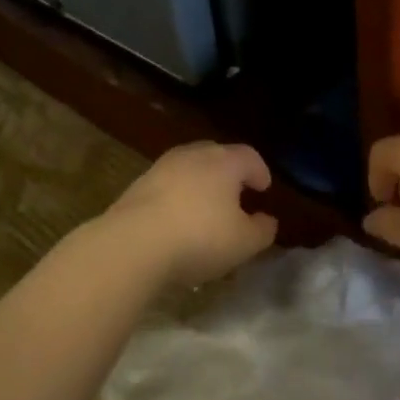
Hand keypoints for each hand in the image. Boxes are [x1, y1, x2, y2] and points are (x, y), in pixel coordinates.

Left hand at [100, 141, 278, 288]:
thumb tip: (267, 220)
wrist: (132, 244)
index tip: (264, 188)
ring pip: (188, 170)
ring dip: (200, 185)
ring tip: (205, 210)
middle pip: (217, 156)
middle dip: (229, 173)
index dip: (260, 171)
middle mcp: (192, 156)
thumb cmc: (200, 238)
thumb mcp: (244, 242)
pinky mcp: (136, 186)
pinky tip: (177, 222)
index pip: (249, 156)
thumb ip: (262, 230)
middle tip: (236, 195)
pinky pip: (167, 187)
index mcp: (224, 162)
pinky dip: (177, 198)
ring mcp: (161, 168)